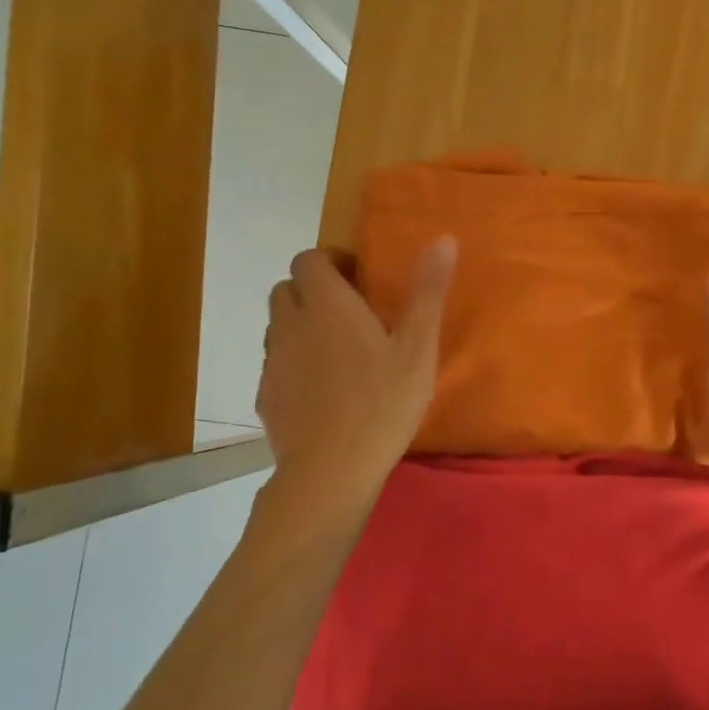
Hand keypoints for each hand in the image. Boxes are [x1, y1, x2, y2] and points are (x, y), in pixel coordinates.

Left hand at [257, 238, 455, 498]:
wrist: (331, 470)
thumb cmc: (383, 404)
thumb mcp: (418, 348)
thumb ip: (427, 292)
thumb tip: (443, 239)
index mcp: (328, 305)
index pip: (310, 259)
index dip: (332, 261)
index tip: (359, 280)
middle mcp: (291, 324)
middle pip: (288, 288)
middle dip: (314, 290)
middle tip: (351, 313)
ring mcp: (273, 361)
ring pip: (279, 325)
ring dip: (302, 324)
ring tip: (338, 351)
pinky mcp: (266, 394)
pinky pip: (276, 362)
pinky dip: (295, 362)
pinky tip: (323, 389)